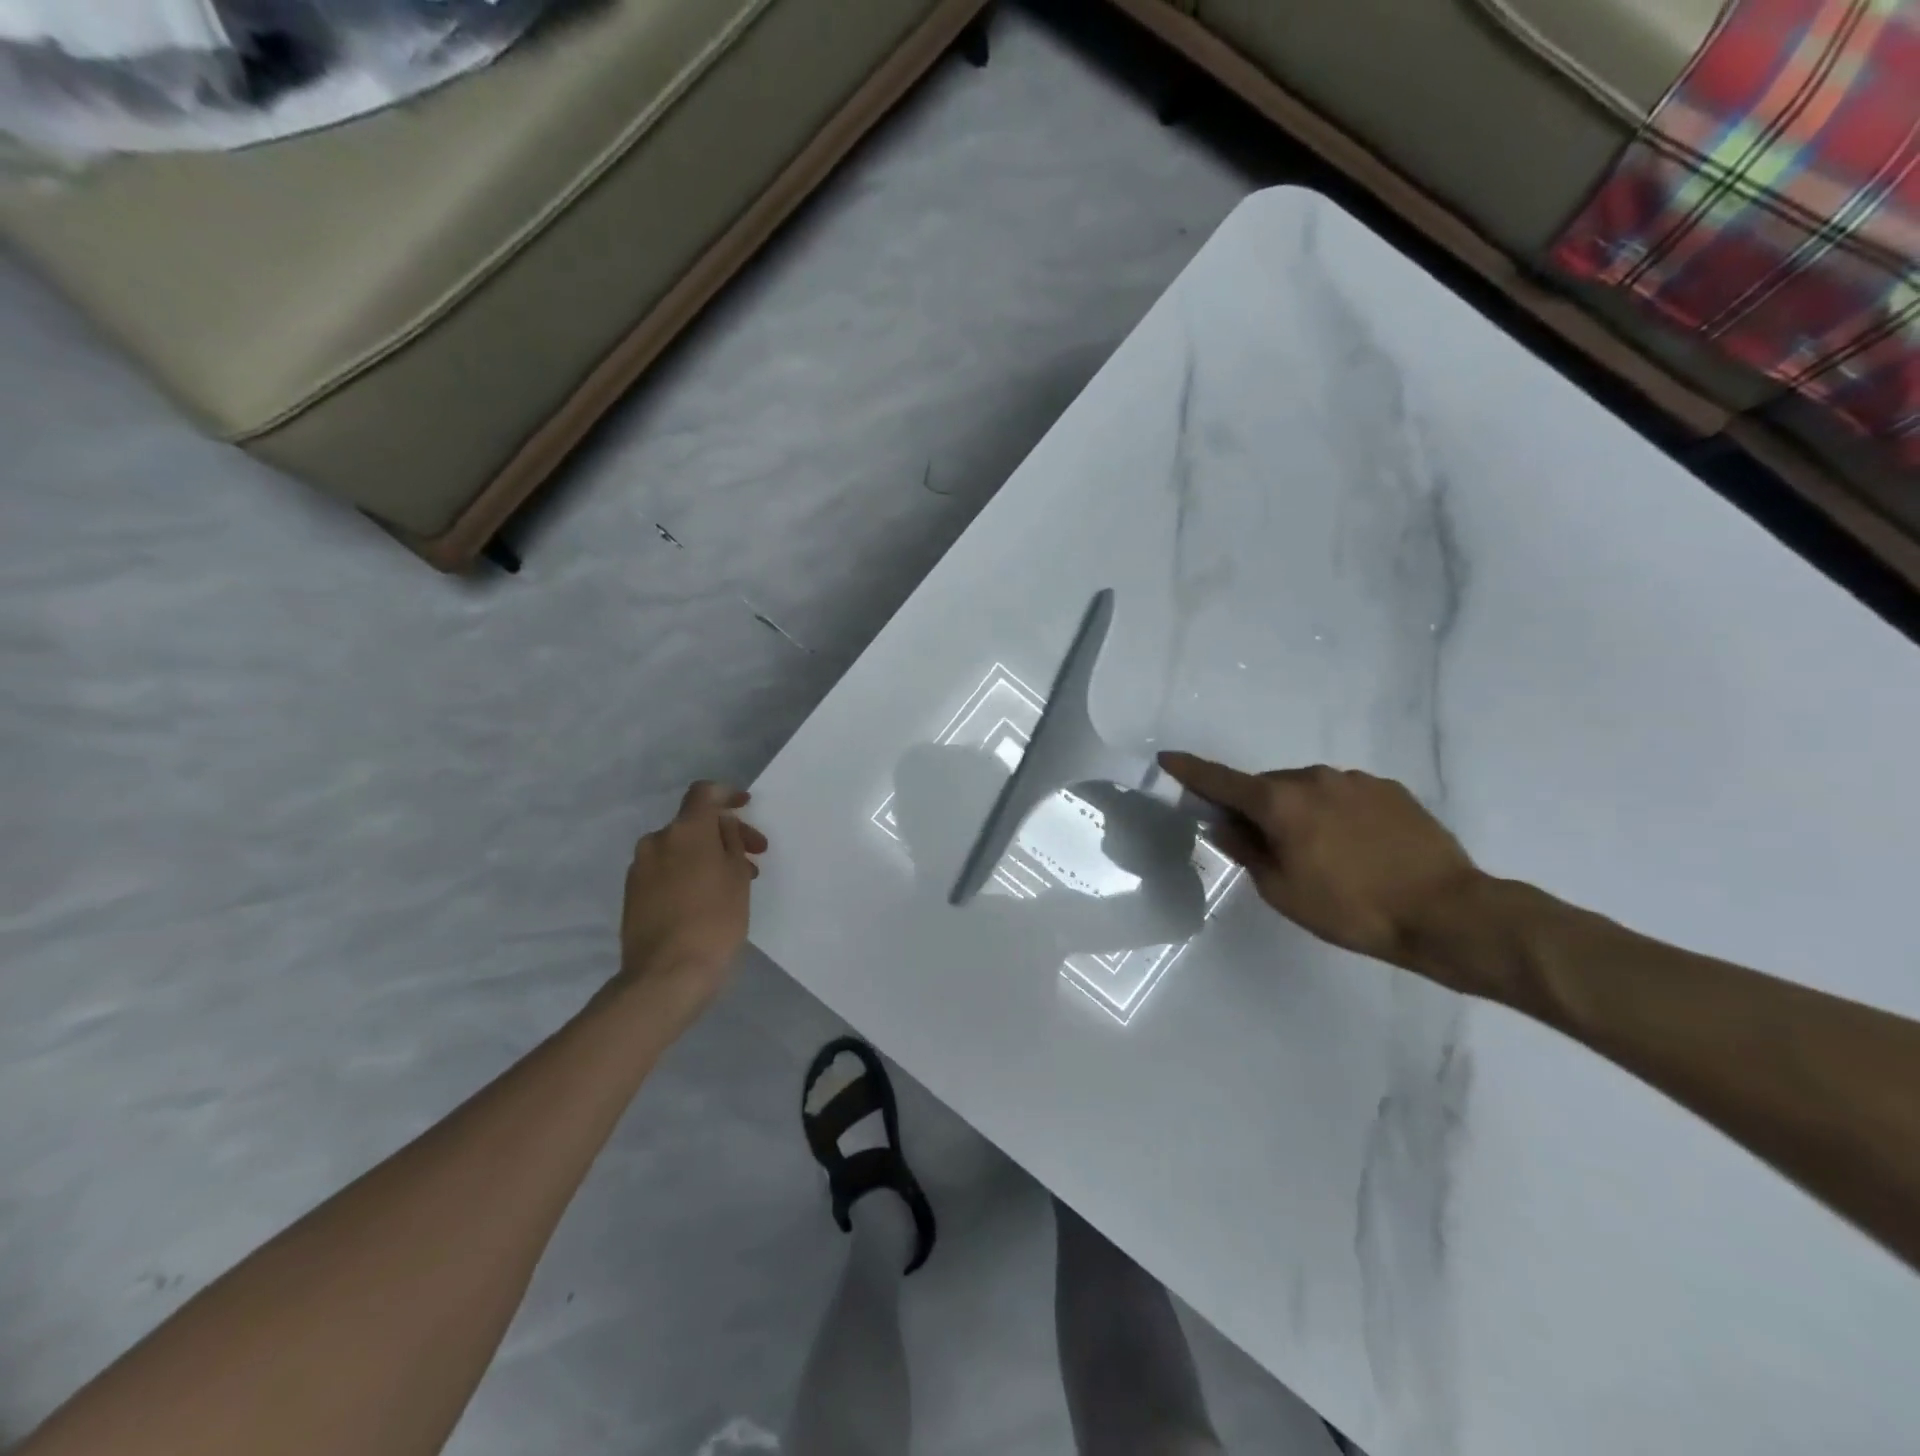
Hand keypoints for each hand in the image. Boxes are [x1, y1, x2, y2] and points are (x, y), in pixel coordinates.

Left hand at [613, 782, 767, 1025]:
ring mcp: (639, 869)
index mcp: (684, 831)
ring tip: (733, 883)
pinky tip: (706, 898)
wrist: (665, 976)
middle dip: (724, 834)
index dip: (726, 794)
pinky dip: (687, 873)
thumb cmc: (714, 921)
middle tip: (754, 856)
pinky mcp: (632, 895)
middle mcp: (656, 841)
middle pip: (693, 824)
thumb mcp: (737, 877)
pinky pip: (665, 870)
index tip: (745, 805)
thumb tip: (721, 825)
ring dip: (706, 856)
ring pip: (679, 849)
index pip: (703, 793)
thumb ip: (731, 841)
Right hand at [1159, 752, 1483, 978]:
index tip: (1167, 758)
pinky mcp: (1390, 789)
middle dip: (1257, 809)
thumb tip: (1225, 825)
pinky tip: (1357, 849)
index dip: (1190, 771)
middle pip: (1267, 787)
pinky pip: (1344, 795)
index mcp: (1280, 802)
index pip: (1221, 780)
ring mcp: (1355, 780)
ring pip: (1307, 790)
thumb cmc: (1351, 908)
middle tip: (1266, 847)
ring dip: (1299, 812)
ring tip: (1322, 854)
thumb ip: (1246, 851)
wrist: (1448, 913)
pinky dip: (1335, 814)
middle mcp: (1313, 778)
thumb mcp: (1282, 890)